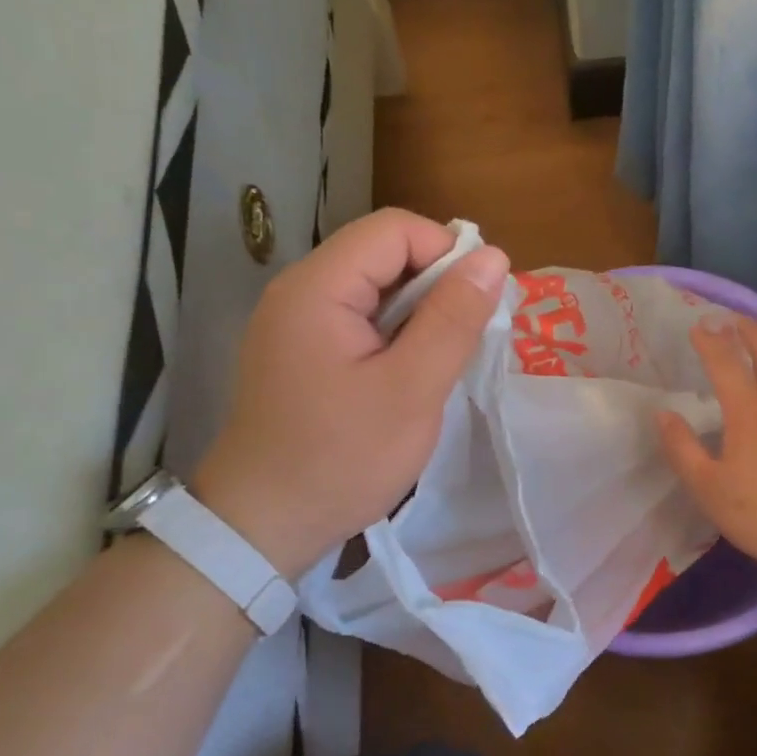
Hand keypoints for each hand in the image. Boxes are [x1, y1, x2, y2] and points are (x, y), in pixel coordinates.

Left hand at [195, 209, 508, 578]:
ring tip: (443, 361)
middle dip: (436, 285)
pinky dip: (395, 334)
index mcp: (318, 288)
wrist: (263, 525)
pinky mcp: (300, 350)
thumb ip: (454, 319)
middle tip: (467, 340)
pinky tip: (410, 374)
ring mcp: (295, 321)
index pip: (394, 229)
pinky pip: (359, 319)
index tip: (479, 305)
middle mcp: (300, 290)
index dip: (447, 253)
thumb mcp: (412, 389)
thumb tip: (493, 257)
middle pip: (383, 253)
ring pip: (375, 288)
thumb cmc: (343, 458)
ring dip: (419, 313)